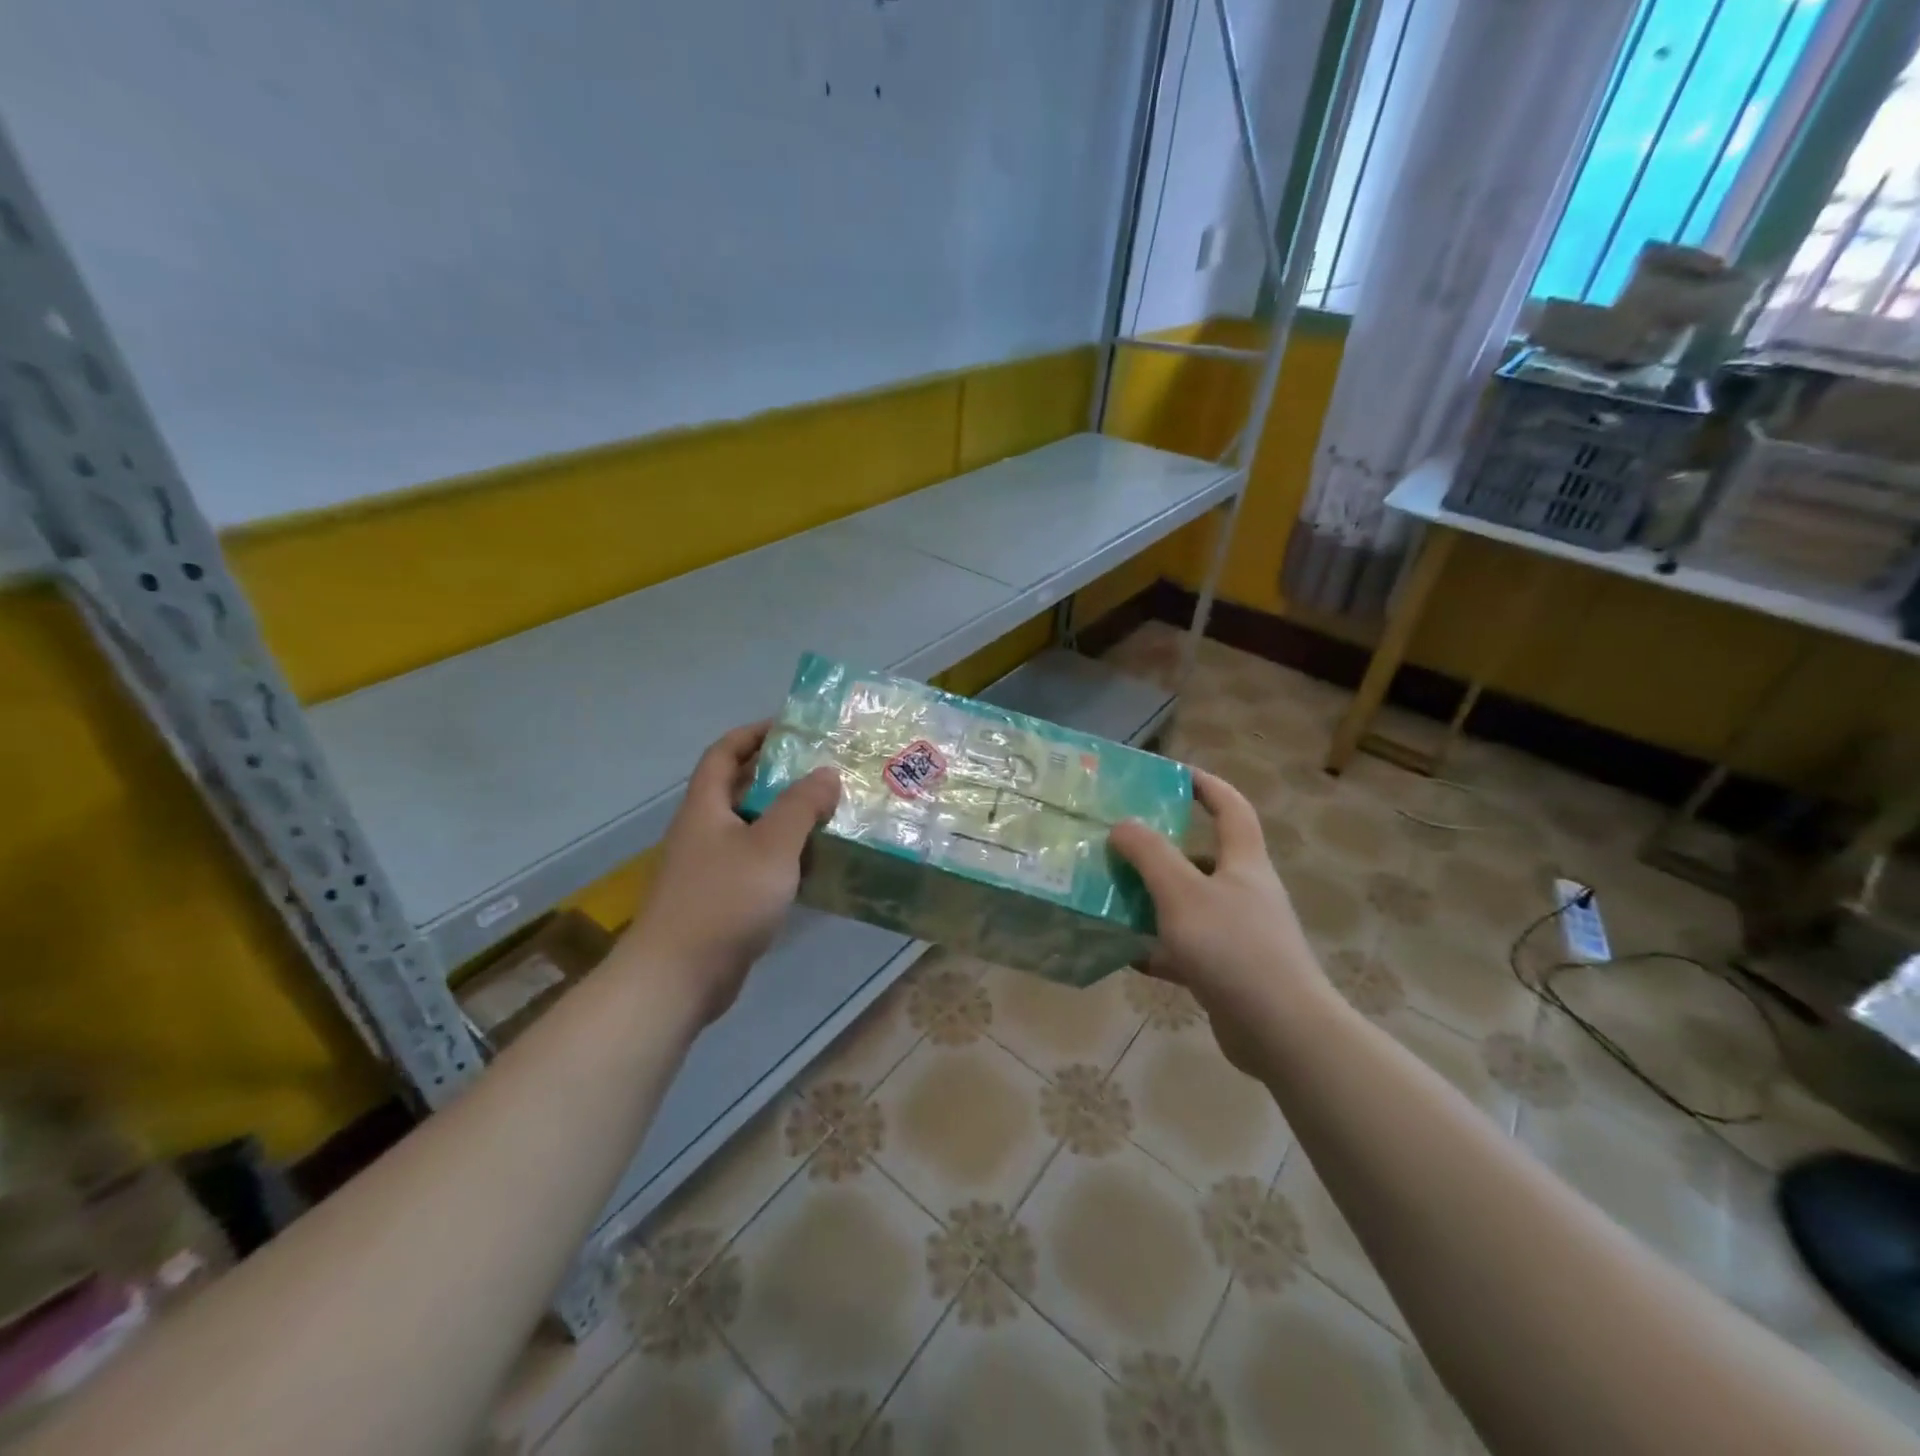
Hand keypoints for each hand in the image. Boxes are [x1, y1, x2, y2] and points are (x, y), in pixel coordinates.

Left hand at [625, 722, 839, 1021]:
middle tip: (824, 770)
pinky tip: (814, 862)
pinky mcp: (721, 899)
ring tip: (830, 811)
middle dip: (779, 775)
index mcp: (706, 807)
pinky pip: (756, 863)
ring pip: (752, 828)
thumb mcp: (772, 846)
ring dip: (786, 817)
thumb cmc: (724, 900)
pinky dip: (783, 855)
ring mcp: (710, 867)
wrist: (678, 977)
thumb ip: (801, 806)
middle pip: (739, 788)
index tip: (792, 727)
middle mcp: (703, 830)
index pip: (724, 753)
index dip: (754, 733)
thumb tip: (826, 772)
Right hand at [1110, 770, 1333, 1068]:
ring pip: (1189, 904)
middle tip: (1121, 842)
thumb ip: (1150, 855)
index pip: (1231, 808)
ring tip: (1111, 893)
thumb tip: (1122, 824)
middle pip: (1202, 857)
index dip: (1206, 785)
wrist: (1282, 1032)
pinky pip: (1186, 947)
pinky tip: (1126, 951)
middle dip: (1162, 847)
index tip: (1172, 773)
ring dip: (1154, 898)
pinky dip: (1158, 946)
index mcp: (1244, 863)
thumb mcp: (1183, 893)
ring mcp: (1239, 934)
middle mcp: (1244, 892)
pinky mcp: (1229, 971)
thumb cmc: (1234, 948)